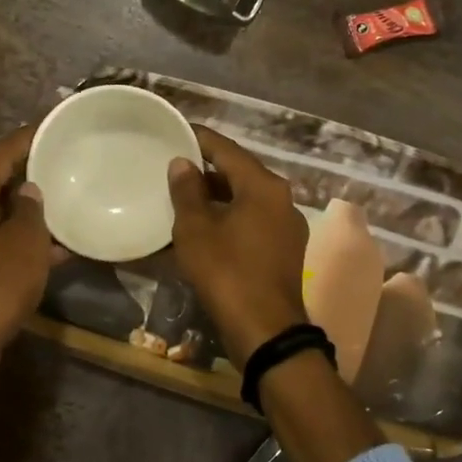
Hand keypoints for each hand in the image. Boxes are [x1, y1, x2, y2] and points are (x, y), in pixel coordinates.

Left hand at [0, 125, 54, 374]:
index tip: (56, 124)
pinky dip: (23, 239)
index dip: (28, 138)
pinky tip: (58, 246)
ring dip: (31, 210)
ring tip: (69, 199)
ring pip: (0, 213)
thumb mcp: (24, 245)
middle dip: (31, 172)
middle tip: (68, 159)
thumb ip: (31, 211)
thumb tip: (30, 190)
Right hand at [167, 126, 309, 366]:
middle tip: (174, 165)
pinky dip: (230, 217)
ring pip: (247, 198)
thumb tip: (182, 163)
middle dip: (207, 169)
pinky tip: (206, 227)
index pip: (226, 149)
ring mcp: (287, 226)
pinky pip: (253, 221)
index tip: (175, 131)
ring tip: (184, 196)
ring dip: (218, 196)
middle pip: (240, 172)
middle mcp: (282, 198)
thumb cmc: (227, 272)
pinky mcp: (285, 250)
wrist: (266, 330)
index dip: (199, 139)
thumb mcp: (196, 230)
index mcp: (264, 186)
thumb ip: (187, 191)